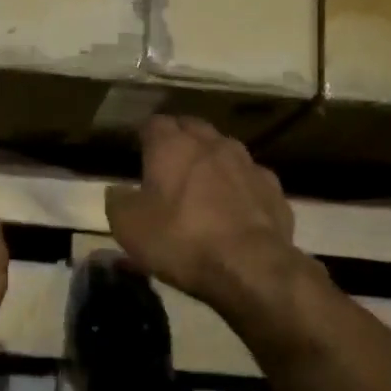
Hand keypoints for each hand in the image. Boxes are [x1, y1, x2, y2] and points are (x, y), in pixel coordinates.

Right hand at [105, 116, 300, 305]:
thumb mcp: (129, 227)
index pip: (154, 123)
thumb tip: (118, 191)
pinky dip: (239, 187)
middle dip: (180, 140)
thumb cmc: (181, 240)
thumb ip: (118, 201)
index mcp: (173, 146)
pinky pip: (250, 179)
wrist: (251, 266)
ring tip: (202, 184)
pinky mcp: (273, 189)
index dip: (144, 135)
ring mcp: (248, 164)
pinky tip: (234, 209)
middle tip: (167, 163)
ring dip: (212, 161)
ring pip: (225, 150)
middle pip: (192, 128)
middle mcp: (213, 144)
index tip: (138, 149)